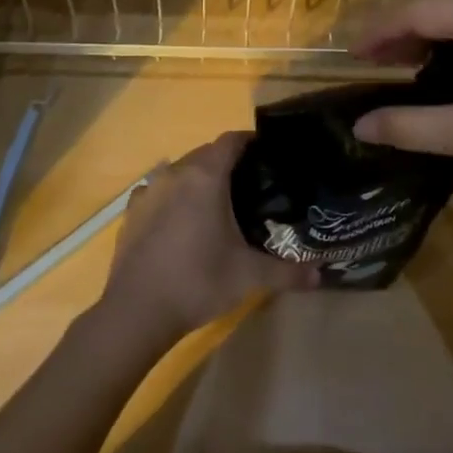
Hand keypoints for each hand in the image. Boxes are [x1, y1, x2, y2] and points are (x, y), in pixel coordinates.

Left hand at [98, 132, 317, 347]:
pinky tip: (182, 222)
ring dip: (199, 179)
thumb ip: (288, 271)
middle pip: (206, 153)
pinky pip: (159, 191)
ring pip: (181, 171)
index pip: (231, 140)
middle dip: (228, 162)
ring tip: (218, 204)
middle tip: (252, 185)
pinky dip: (174, 197)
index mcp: (206, 176)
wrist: (136, 311)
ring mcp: (149, 190)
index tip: (269, 155)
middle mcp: (175, 173)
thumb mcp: (249, 276)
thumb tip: (320, 275)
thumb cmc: (198, 281)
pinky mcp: (132, 211)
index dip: (251, 142)